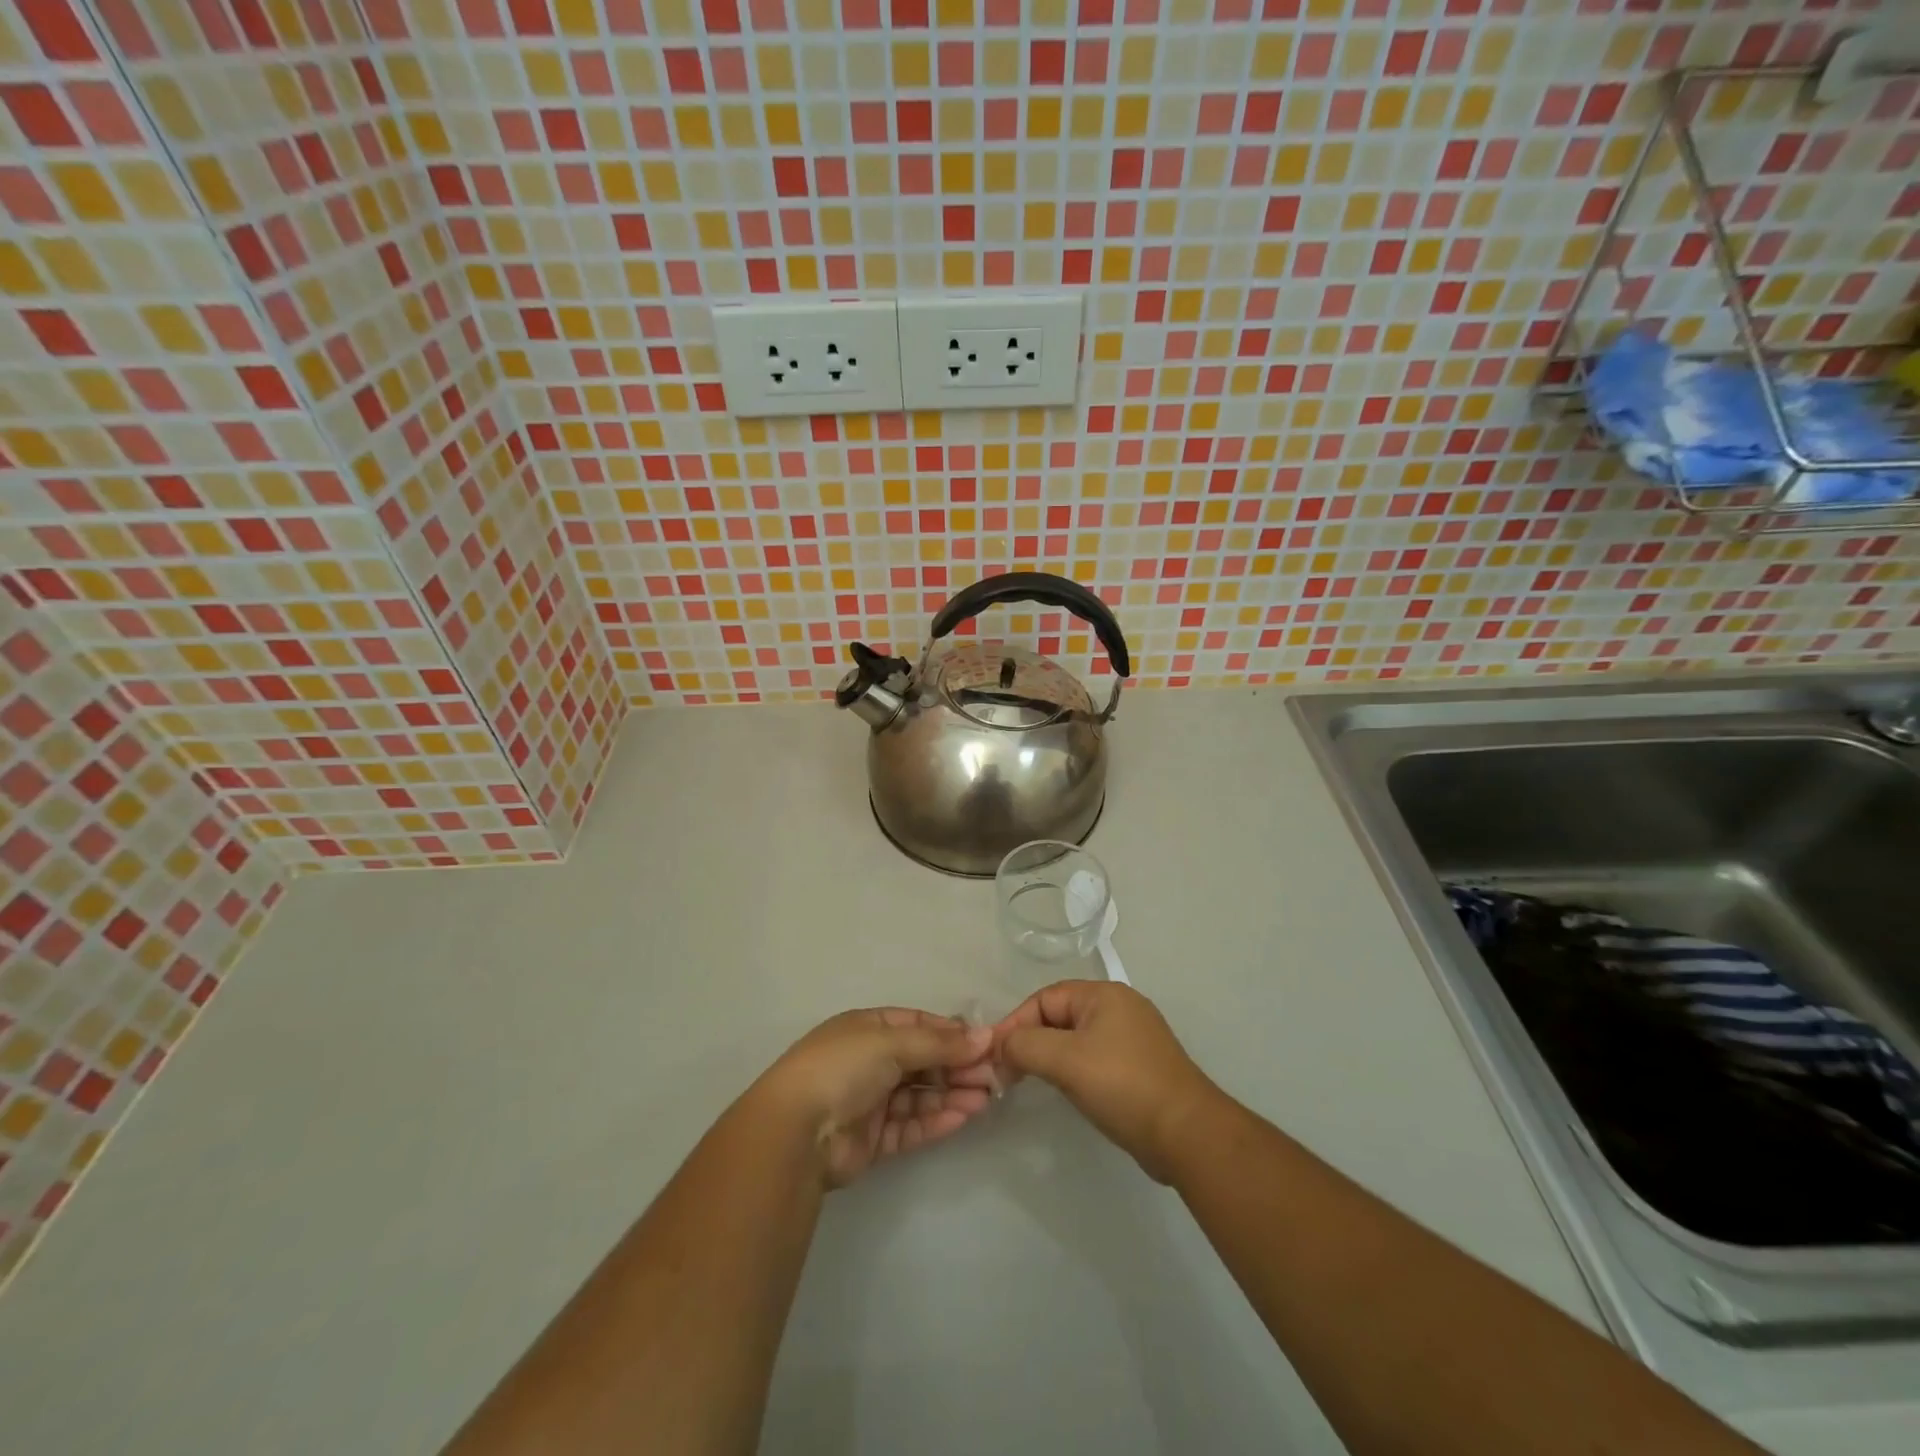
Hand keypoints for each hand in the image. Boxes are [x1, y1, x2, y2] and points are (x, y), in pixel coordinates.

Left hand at [757, 1008, 998, 1188]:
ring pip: (921, 1095)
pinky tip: (964, 1117)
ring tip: (987, 1097)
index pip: (918, 1024)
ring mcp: (871, 1101)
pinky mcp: (874, 1138)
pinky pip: (912, 1126)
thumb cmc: (842, 1068)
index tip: (986, 1042)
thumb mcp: (891, 1043)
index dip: (951, 1032)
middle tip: (995, 1074)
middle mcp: (870, 1061)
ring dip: (952, 1094)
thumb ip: (939, 1043)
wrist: (796, 1132)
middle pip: (923, 1060)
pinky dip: (937, 1121)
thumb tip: (986, 1036)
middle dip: (957, 1065)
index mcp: (867, 1028)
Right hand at [993, 981, 1221, 1182]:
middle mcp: (1120, 1008)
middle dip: (1030, 1042)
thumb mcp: (1065, 1060)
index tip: (994, 1056)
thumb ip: (1025, 1045)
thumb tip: (999, 1046)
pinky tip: (1066, 1092)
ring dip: (1050, 1059)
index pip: (1045, 998)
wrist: (1187, 1134)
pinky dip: (1073, 1071)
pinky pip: (1093, 1060)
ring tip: (1029, 1083)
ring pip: (1075, 1040)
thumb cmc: (1123, 1085)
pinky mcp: (1139, 1068)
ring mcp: (1132, 1039)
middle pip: (1059, 1017)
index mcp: (1104, 994)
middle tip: (1007, 1074)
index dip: (1015, 1023)